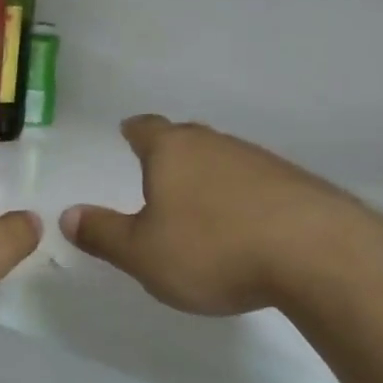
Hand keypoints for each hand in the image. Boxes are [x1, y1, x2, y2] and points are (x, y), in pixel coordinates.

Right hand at [60, 115, 382, 316]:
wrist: (316, 254)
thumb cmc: (212, 249)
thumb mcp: (143, 253)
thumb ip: (103, 234)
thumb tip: (67, 215)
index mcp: (172, 151)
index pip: (146, 128)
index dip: (134, 131)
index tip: (128, 132)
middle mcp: (214, 144)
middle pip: (186, 139)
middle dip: (171, 153)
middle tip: (159, 172)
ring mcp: (259, 161)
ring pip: (223, 160)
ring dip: (209, 177)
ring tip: (202, 206)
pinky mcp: (295, 184)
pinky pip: (256, 183)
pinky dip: (244, 197)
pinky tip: (247, 226)